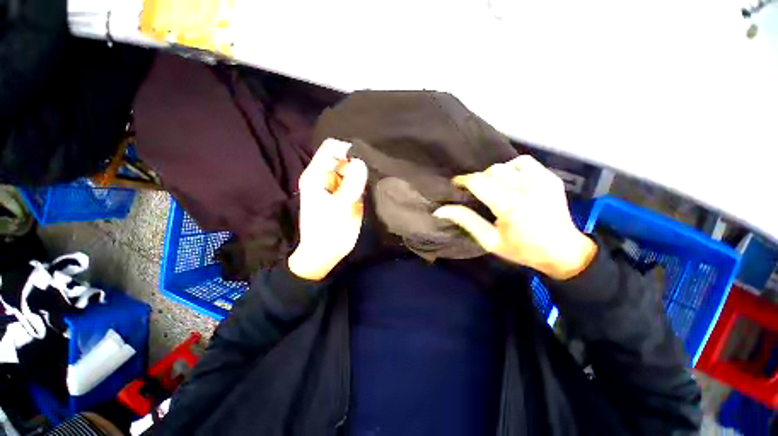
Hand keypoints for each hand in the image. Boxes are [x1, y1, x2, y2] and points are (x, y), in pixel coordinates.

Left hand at [288, 139, 367, 280]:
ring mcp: (337, 186)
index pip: (331, 147)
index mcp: (317, 175)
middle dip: (358, 162)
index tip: (364, 160)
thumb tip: (361, 162)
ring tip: (372, 183)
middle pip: (344, 157)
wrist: (325, 254)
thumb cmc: (328, 231)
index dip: (348, 149)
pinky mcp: (346, 195)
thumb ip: (351, 184)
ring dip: (363, 173)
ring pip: (352, 169)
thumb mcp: (339, 207)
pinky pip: (357, 182)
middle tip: (371, 176)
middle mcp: (326, 177)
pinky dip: (364, 183)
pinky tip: (371, 189)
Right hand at [434, 155, 596, 279]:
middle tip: (475, 192)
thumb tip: (440, 210)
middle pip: (492, 172)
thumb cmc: (522, 249)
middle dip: (479, 180)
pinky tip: (510, 181)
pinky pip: (524, 163)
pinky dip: (512, 168)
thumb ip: (466, 221)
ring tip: (493, 187)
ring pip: (506, 166)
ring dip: (494, 174)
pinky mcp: (550, 178)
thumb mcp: (489, 241)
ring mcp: (541, 180)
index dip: (464, 180)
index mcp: (510, 206)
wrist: (563, 251)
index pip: (479, 182)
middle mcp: (526, 188)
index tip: (456, 184)